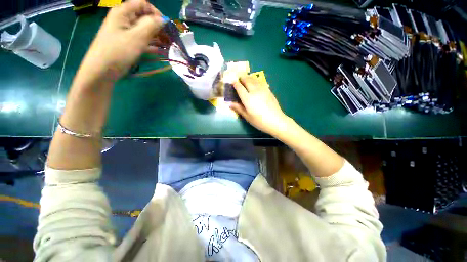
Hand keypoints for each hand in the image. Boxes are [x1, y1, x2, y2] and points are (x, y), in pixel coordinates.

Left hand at [76, 0, 163, 83]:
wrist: (102, 70)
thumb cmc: (118, 51)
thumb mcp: (137, 37)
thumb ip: (151, 25)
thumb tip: (163, 20)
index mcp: (123, 12)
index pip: (143, 4)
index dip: (156, 13)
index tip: (166, 26)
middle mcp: (124, 19)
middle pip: (145, 18)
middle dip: (159, 28)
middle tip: (170, 39)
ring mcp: (125, 32)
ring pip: (145, 31)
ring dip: (157, 38)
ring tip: (168, 47)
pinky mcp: (127, 43)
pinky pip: (141, 41)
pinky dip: (151, 45)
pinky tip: (160, 52)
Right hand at [230, 75, 288, 134]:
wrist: (275, 121)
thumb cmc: (259, 121)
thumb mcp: (247, 116)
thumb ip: (238, 108)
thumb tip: (229, 103)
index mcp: (247, 98)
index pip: (239, 88)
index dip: (235, 84)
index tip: (232, 82)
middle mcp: (254, 91)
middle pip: (247, 81)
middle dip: (242, 78)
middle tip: (239, 77)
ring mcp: (262, 90)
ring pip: (254, 80)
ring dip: (249, 77)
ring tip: (246, 77)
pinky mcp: (268, 91)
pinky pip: (261, 82)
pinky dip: (256, 80)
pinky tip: (256, 82)